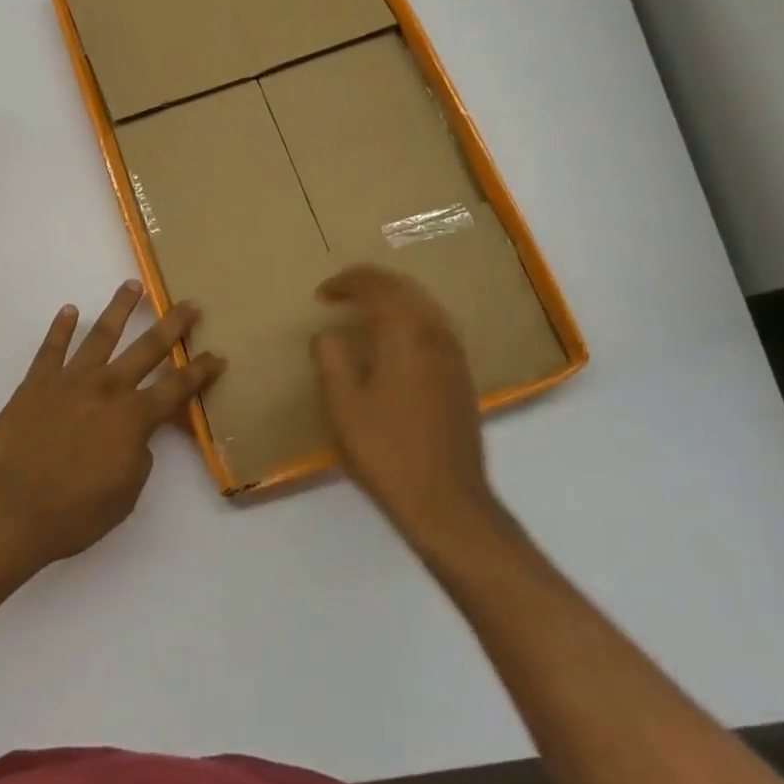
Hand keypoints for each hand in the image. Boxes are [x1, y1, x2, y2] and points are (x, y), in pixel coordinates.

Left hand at [0, 280, 223, 568]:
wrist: (5, 510)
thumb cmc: (70, 514)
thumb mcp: (123, 497)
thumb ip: (138, 459)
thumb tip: (136, 439)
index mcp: (133, 418)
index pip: (177, 388)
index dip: (201, 372)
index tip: (217, 355)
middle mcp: (107, 389)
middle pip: (148, 348)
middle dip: (173, 325)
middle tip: (190, 304)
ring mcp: (70, 381)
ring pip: (101, 334)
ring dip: (120, 308)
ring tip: (133, 285)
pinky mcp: (36, 383)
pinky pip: (51, 348)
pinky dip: (60, 328)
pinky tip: (68, 310)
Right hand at [312, 265, 498, 542]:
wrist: (446, 501)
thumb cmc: (386, 450)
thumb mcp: (343, 404)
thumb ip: (331, 358)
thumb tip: (328, 334)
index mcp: (405, 333)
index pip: (377, 286)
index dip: (347, 282)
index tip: (322, 294)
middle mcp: (434, 333)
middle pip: (405, 288)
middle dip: (372, 282)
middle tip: (341, 292)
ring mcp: (453, 356)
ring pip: (424, 305)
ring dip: (393, 298)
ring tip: (364, 310)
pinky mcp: (461, 377)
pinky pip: (434, 326)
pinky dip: (409, 318)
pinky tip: (394, 341)